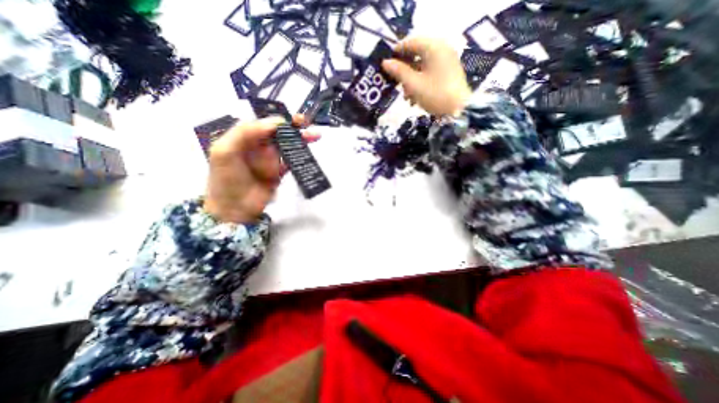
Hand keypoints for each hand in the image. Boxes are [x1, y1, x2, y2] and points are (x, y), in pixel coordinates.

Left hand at [200, 116, 314, 224]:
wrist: (234, 208)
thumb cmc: (225, 179)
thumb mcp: (224, 152)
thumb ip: (244, 133)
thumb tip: (274, 123)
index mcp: (244, 137)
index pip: (263, 123)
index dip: (277, 119)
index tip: (291, 120)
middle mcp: (258, 145)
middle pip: (278, 132)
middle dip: (293, 126)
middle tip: (306, 123)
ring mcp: (270, 159)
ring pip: (287, 144)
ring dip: (301, 139)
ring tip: (315, 136)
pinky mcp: (280, 172)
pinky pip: (291, 161)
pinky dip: (301, 156)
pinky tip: (308, 154)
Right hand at [382, 37, 471, 115]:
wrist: (459, 109)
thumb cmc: (435, 95)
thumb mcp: (414, 84)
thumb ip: (399, 72)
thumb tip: (385, 62)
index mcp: (433, 47)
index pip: (411, 42)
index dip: (397, 52)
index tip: (387, 64)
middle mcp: (441, 48)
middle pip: (417, 53)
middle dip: (404, 68)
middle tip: (395, 81)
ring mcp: (446, 60)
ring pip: (423, 64)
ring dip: (411, 78)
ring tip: (405, 95)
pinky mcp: (449, 71)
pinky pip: (430, 71)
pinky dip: (421, 80)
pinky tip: (415, 96)